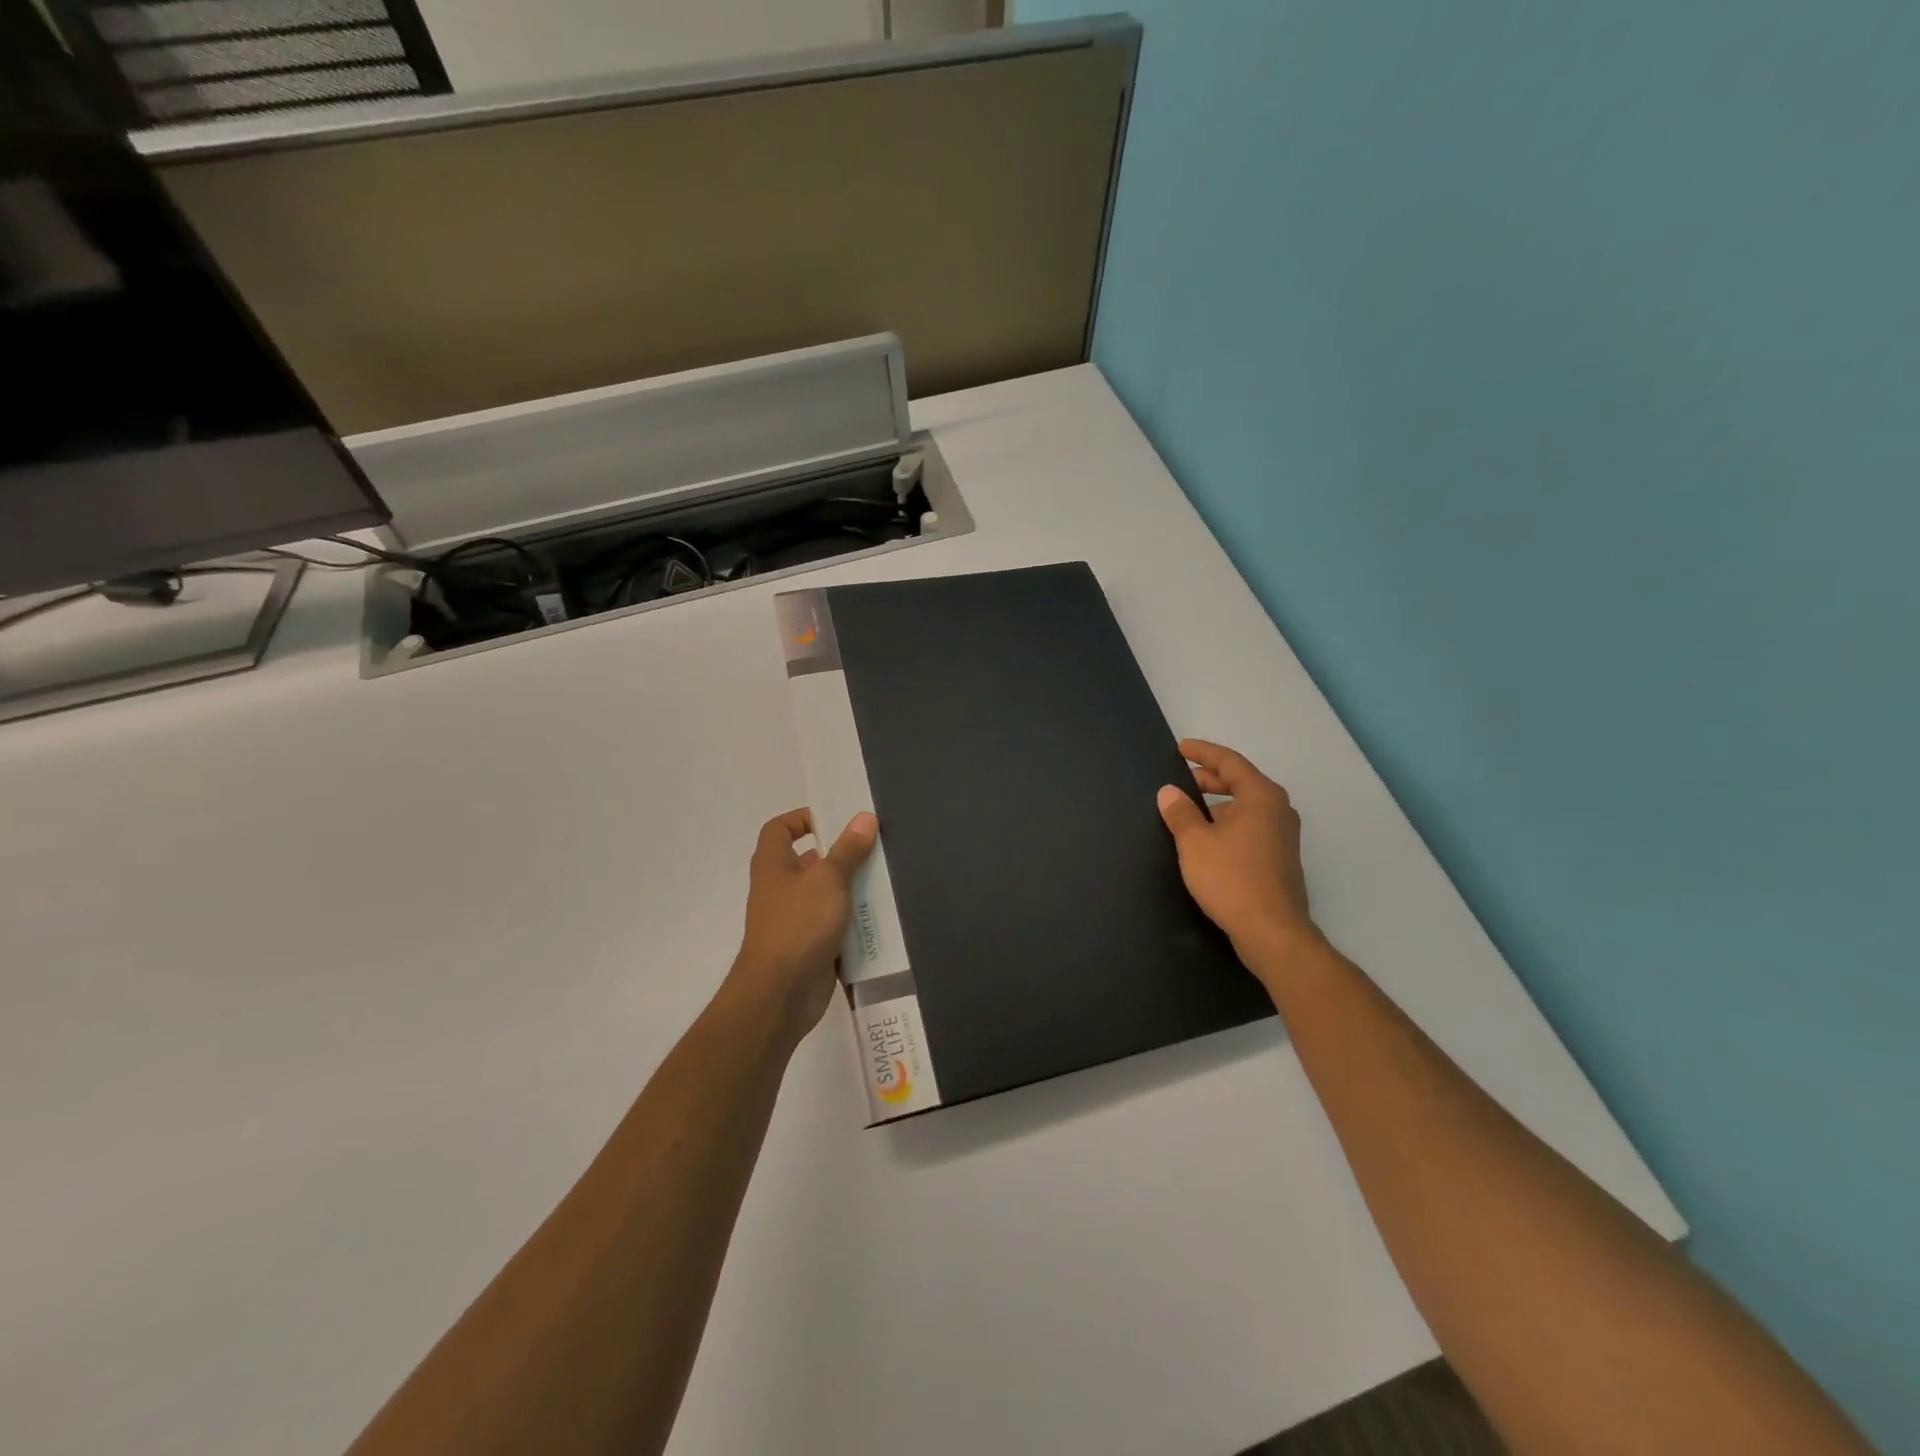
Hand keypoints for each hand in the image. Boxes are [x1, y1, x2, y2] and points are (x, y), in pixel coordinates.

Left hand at [723, 808, 877, 1041]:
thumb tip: (864, 817)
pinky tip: (881, 915)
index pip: (779, 829)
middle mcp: (780, 888)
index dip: (802, 818)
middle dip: (839, 854)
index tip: (834, 818)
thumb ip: (848, 849)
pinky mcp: (810, 945)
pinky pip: (834, 923)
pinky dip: (853, 919)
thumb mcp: (829, 879)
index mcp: (774, 864)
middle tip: (873, 847)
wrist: (781, 993)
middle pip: (808, 860)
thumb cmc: (799, 924)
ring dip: (850, 888)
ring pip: (825, 894)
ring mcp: (794, 918)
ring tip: (885, 877)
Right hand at [1156, 739, 1323, 983]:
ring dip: (1219, 803)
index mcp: (1261, 796)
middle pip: (1241, 782)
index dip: (1203, 752)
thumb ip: (1180, 813)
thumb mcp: (1195, 842)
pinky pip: (1251, 826)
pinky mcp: (1280, 858)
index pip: (1230, 762)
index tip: (1181, 748)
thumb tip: (1169, 792)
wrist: (1272, 932)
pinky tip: (1209, 839)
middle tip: (1182, 779)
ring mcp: (1283, 835)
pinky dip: (1229, 822)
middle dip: (1210, 778)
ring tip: (1190, 811)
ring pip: (1246, 806)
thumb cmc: (1231, 879)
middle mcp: (1277, 809)